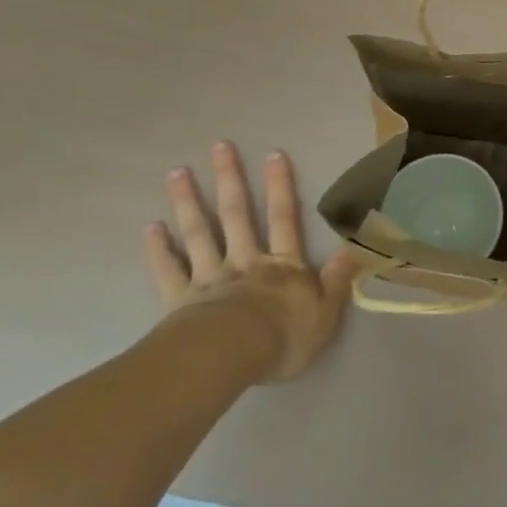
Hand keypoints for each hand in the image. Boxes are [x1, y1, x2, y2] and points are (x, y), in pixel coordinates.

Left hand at [145, 142, 358, 382]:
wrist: (230, 359)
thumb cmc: (282, 338)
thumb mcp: (325, 312)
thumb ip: (338, 279)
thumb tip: (356, 247)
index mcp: (282, 265)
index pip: (284, 218)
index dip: (280, 186)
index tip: (273, 153)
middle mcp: (245, 262)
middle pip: (236, 215)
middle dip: (230, 179)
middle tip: (219, 146)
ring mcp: (210, 278)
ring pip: (199, 234)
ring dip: (188, 202)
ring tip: (176, 173)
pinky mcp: (180, 300)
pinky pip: (168, 271)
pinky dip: (159, 249)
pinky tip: (150, 228)